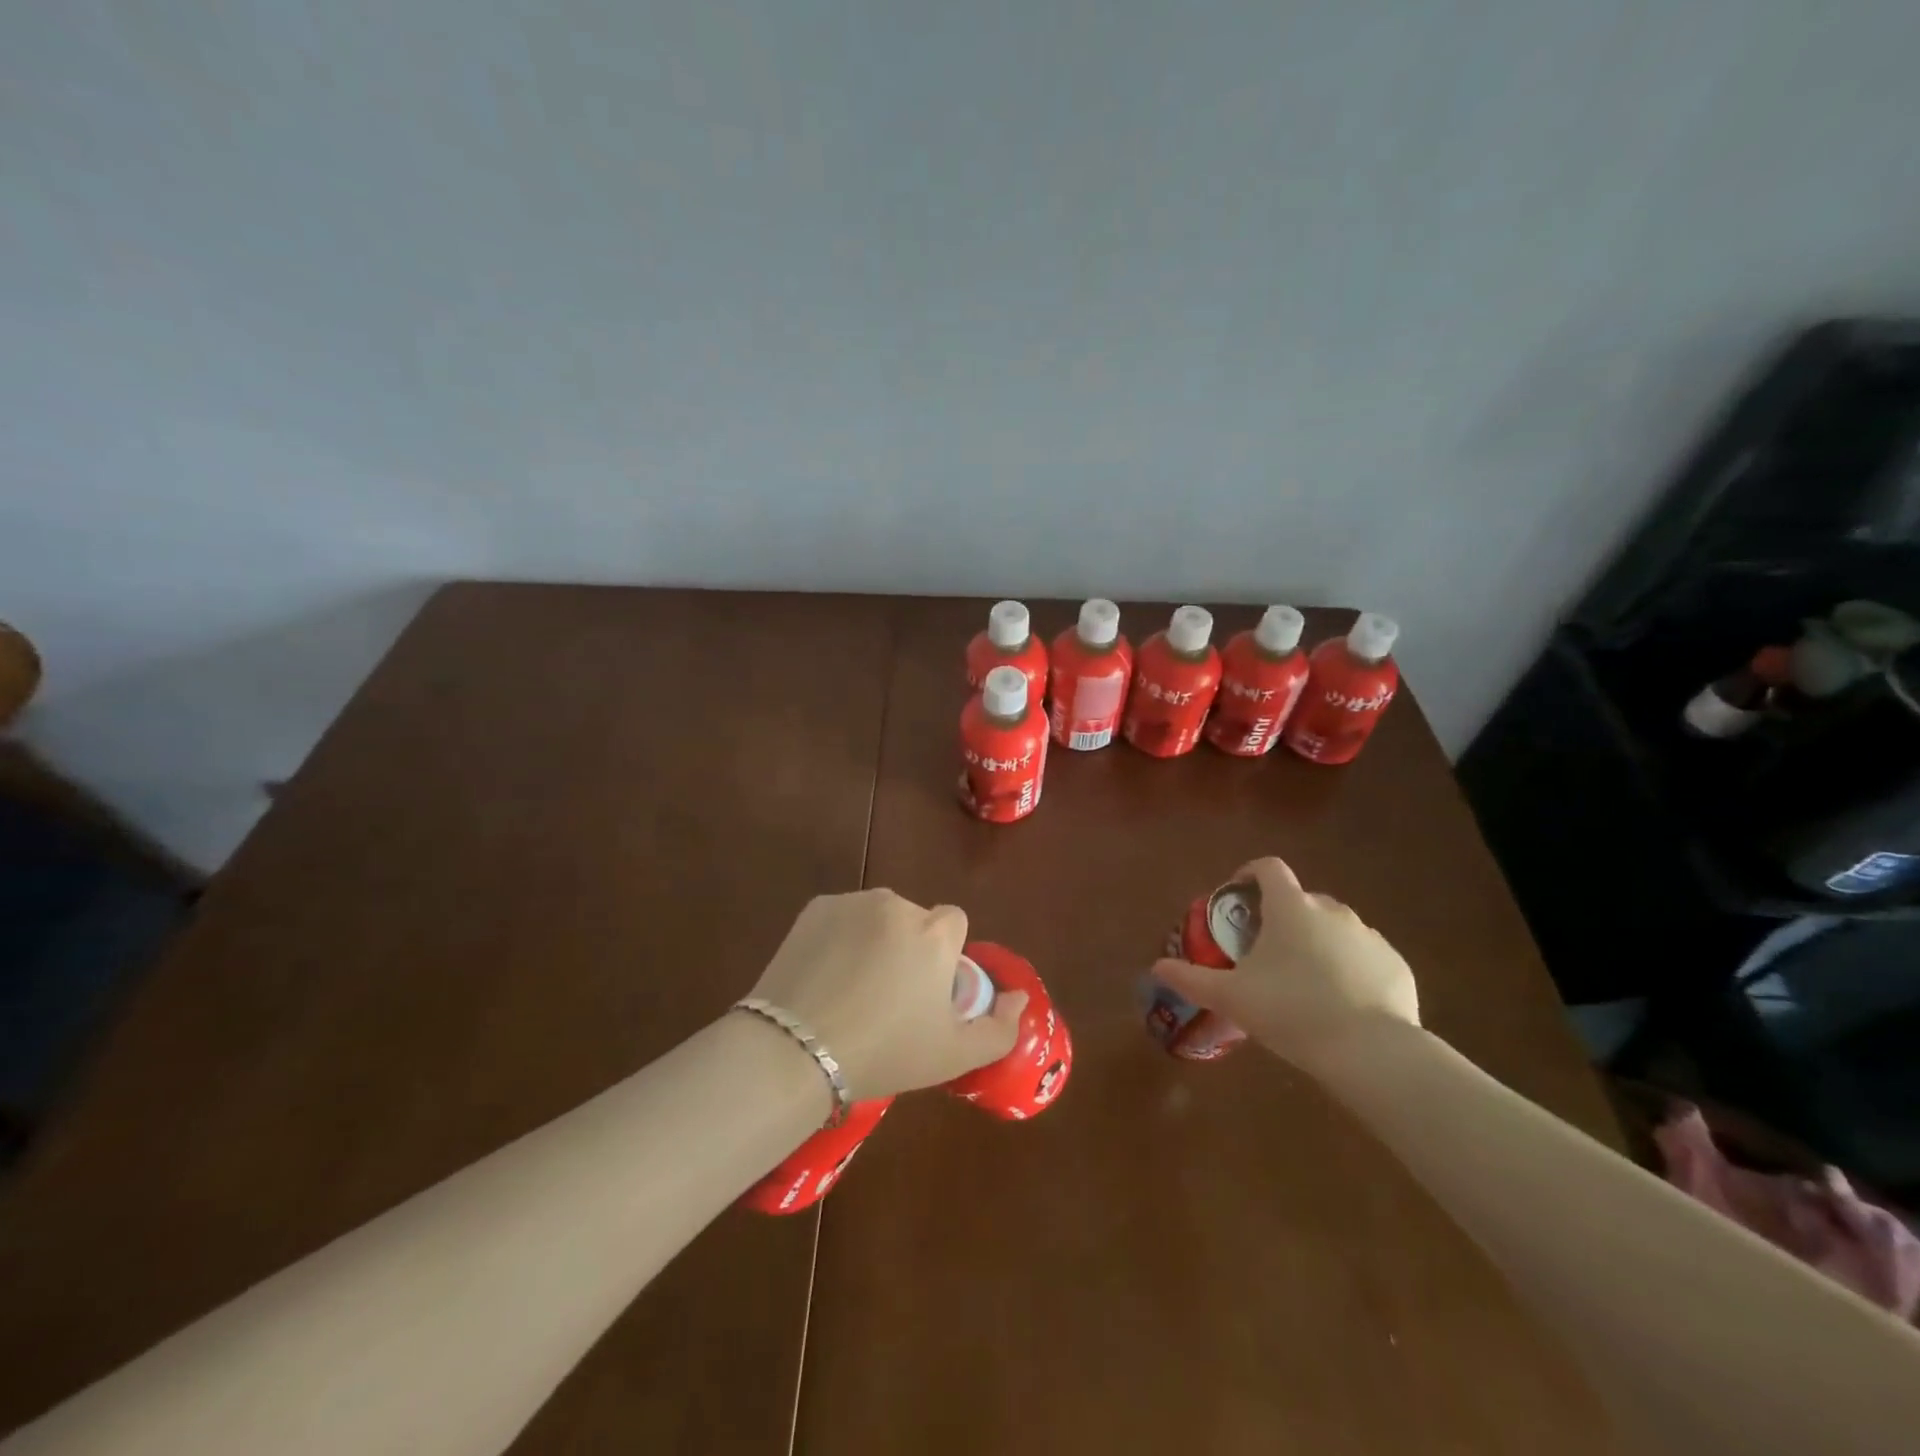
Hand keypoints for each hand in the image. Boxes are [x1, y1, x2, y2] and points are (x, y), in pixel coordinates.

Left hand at [746, 889, 1027, 1100]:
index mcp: (935, 933)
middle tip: (887, 997)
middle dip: (909, 948)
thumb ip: (999, 1027)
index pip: (954, 923)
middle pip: (915, 920)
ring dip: (874, 939)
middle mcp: (897, 905)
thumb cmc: (885, 1053)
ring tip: (850, 989)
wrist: (796, 1050)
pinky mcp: (816, 907)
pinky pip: (842, 917)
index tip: (926, 992)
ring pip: (878, 917)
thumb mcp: (953, 1055)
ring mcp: (853, 902)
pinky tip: (824, 975)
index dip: (944, 956)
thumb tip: (1018, 997)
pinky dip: (840, 937)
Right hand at [1153, 857, 1417, 1063]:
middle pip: (1302, 900)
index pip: (1269, 868)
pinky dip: (1350, 968)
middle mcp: (1332, 911)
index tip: (1238, 896)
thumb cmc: (1291, 1011)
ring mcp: (1369, 937)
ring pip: (1335, 928)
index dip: (1250, 874)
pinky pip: (1365, 956)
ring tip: (1305, 981)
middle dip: (1283, 917)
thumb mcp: (1231, 997)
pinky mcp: (1396, 965)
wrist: (1371, 1052)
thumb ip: (1191, 978)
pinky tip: (1342, 1002)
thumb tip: (1157, 967)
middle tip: (1266, 952)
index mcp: (1291, 908)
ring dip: (1317, 942)